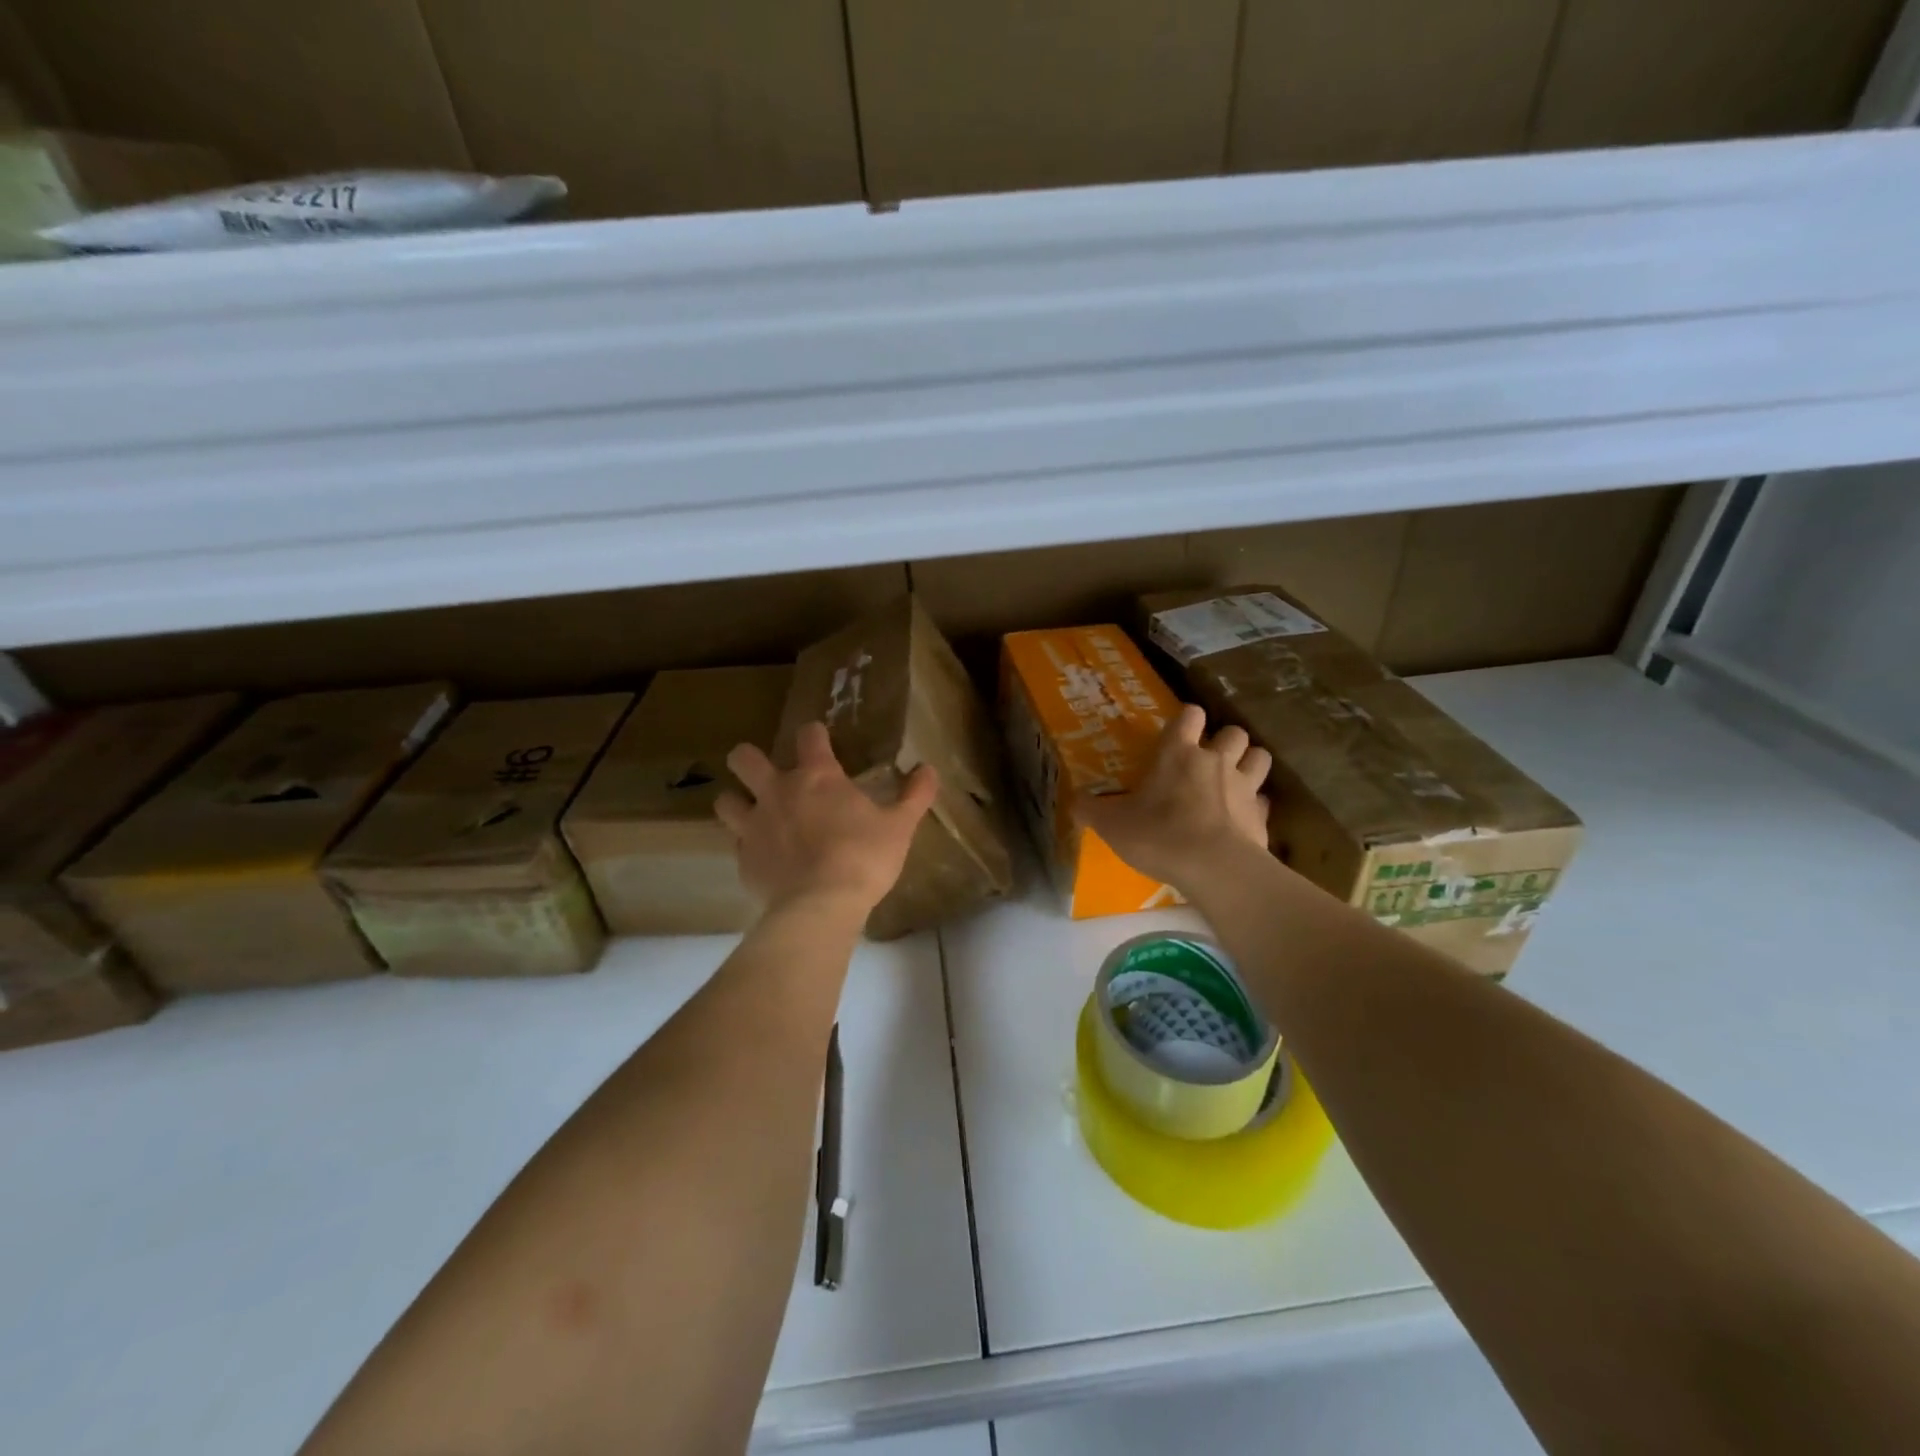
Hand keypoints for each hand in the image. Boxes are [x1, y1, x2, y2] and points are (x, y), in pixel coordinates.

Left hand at [715, 721, 939, 919]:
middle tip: (769, 774)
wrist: (821, 906)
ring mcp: (755, 826)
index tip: (821, 742)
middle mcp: (777, 792)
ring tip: (755, 813)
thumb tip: (929, 769)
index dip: (814, 734)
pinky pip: (736, 843)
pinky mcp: (744, 859)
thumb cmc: (864, 858)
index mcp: (817, 777)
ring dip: (737, 801)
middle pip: (743, 758)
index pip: (808, 735)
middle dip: (749, 759)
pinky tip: (765, 856)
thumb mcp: (900, 826)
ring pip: (726, 800)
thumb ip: (915, 795)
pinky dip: (748, 845)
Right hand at [1076, 704, 1271, 893]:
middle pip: (1234, 732)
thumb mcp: (1112, 825)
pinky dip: (1256, 804)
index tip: (1179, 731)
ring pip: (1259, 756)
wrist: (1215, 868)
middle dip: (1225, 740)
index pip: (1189, 715)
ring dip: (1249, 762)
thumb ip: (1091, 810)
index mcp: (1178, 753)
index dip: (1186, 719)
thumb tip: (1073, 802)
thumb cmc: (1159, 836)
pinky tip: (1243, 816)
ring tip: (1234, 778)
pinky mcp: (1262, 815)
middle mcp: (1215, 761)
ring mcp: (1244, 786)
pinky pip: (1264, 800)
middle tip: (1209, 758)